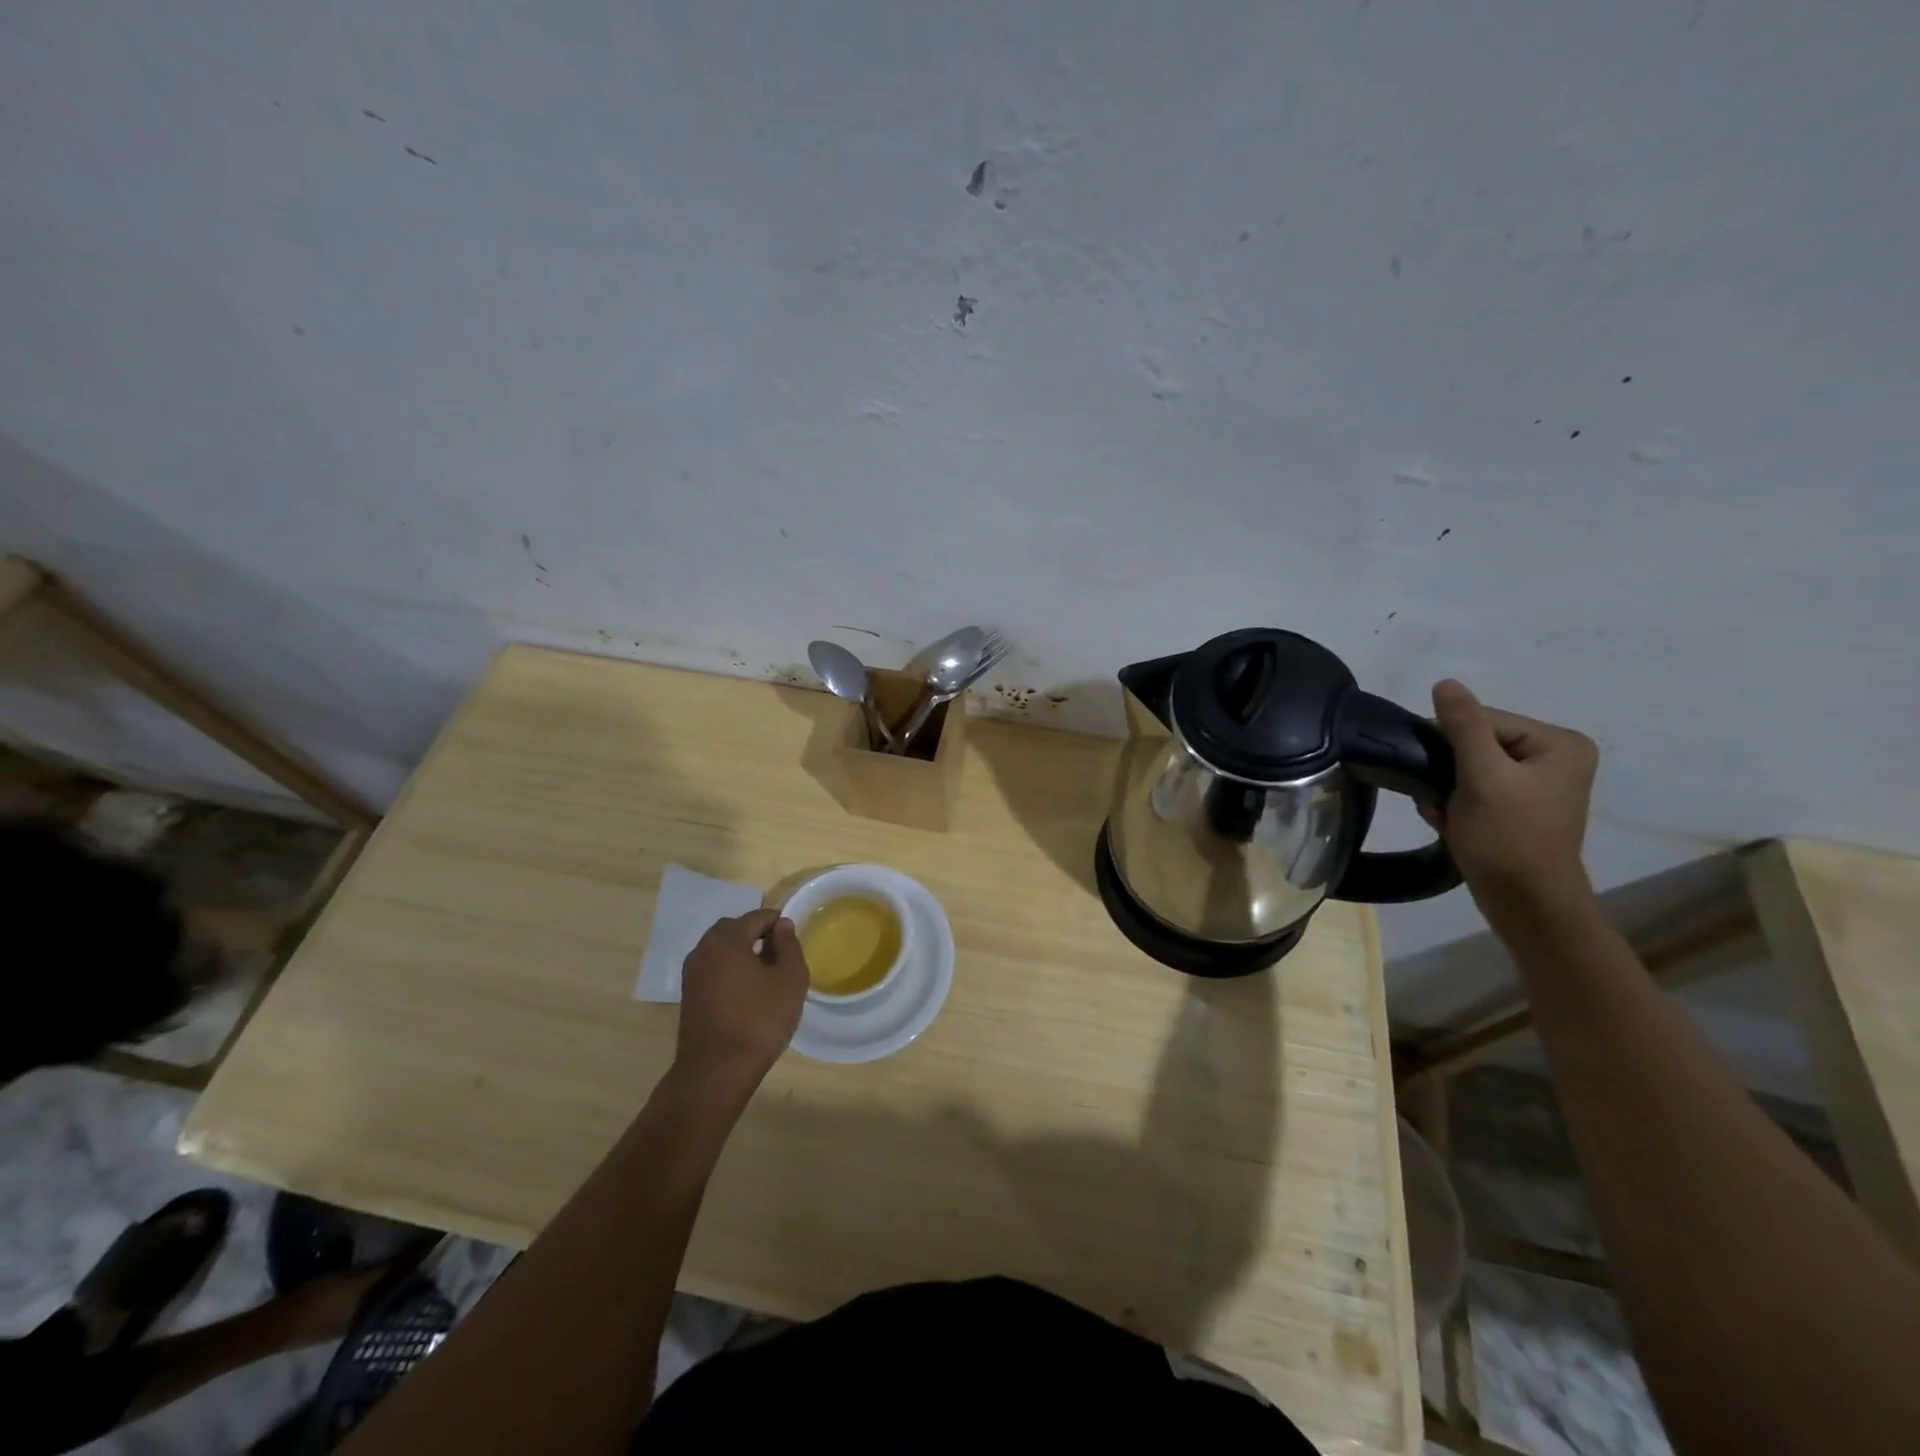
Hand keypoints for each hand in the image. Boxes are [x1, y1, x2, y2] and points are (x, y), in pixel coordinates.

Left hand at [675, 909, 808, 1092]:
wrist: (717, 1071)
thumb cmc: (760, 1019)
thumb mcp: (790, 978)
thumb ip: (789, 945)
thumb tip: (782, 925)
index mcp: (726, 939)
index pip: (757, 917)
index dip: (779, 924)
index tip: (794, 943)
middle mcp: (703, 950)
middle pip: (734, 930)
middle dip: (757, 936)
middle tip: (780, 957)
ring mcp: (691, 974)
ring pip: (721, 951)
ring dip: (742, 955)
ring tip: (766, 977)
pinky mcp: (688, 997)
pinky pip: (713, 971)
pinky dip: (730, 972)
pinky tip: (747, 994)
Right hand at [1425, 679, 1597, 904]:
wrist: (1525, 903)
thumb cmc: (1507, 838)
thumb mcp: (1482, 777)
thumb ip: (1463, 727)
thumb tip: (1445, 682)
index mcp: (1558, 743)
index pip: (1484, 720)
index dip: (1452, 746)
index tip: (1443, 779)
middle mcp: (1555, 757)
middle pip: (1476, 743)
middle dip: (1448, 771)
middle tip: (1443, 801)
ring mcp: (1538, 783)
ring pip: (1469, 767)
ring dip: (1447, 789)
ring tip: (1448, 814)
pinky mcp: (1520, 805)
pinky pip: (1475, 788)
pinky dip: (1456, 803)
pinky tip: (1454, 822)